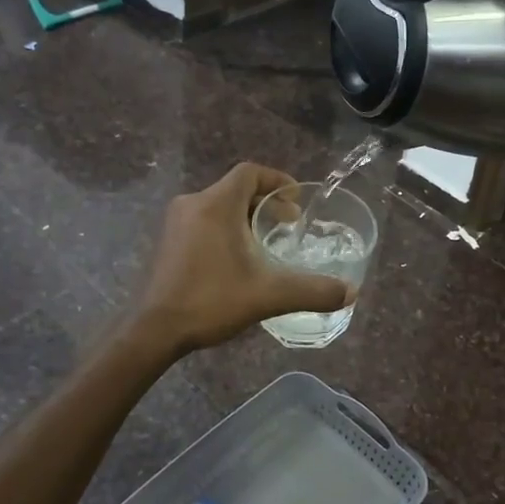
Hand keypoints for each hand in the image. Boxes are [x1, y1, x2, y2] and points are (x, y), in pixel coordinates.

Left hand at [134, 164, 353, 353]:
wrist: (154, 330)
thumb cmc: (210, 300)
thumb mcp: (268, 295)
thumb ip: (312, 291)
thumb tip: (351, 293)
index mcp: (216, 204)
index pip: (250, 173)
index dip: (277, 180)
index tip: (296, 202)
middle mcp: (193, 204)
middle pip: (236, 189)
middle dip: (266, 203)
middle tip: (288, 226)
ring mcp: (176, 223)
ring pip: (219, 206)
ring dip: (245, 217)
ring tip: (267, 244)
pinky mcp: (168, 242)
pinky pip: (204, 222)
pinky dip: (226, 229)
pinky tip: (237, 260)